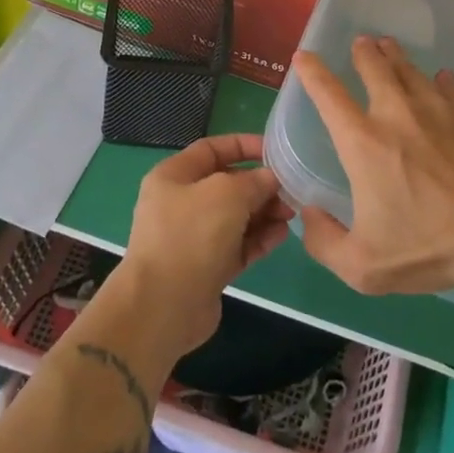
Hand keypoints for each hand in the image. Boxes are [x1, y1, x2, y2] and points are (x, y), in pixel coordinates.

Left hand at [115, 133, 293, 357]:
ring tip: (290, 215)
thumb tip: (269, 179)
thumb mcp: (226, 194)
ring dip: (264, 213)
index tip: (276, 151)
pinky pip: (238, 246)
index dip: (245, 146)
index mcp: (174, 176)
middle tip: (290, 191)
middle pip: (227, 185)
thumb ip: (253, 181)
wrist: (163, 307)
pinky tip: (282, 236)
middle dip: (260, 185)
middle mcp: (181, 204)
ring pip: (236, 217)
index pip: (212, 149)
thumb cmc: (190, 236)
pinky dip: (259, 239)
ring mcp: (193, 238)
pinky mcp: (207, 268)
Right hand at [294, 36, 453, 295]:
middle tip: (361, 42)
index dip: (312, 72)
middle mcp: (396, 115)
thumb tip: (309, 216)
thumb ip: (324, 242)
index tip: (304, 56)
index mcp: (363, 142)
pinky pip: (449, 89)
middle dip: (364, 52)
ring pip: (411, 71)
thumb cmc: (427, 246)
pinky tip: (443, 78)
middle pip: (375, 68)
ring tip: (389, 46)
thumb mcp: (362, 266)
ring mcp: (437, 112)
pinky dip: (441, 81)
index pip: (328, 95)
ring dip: (396, 56)